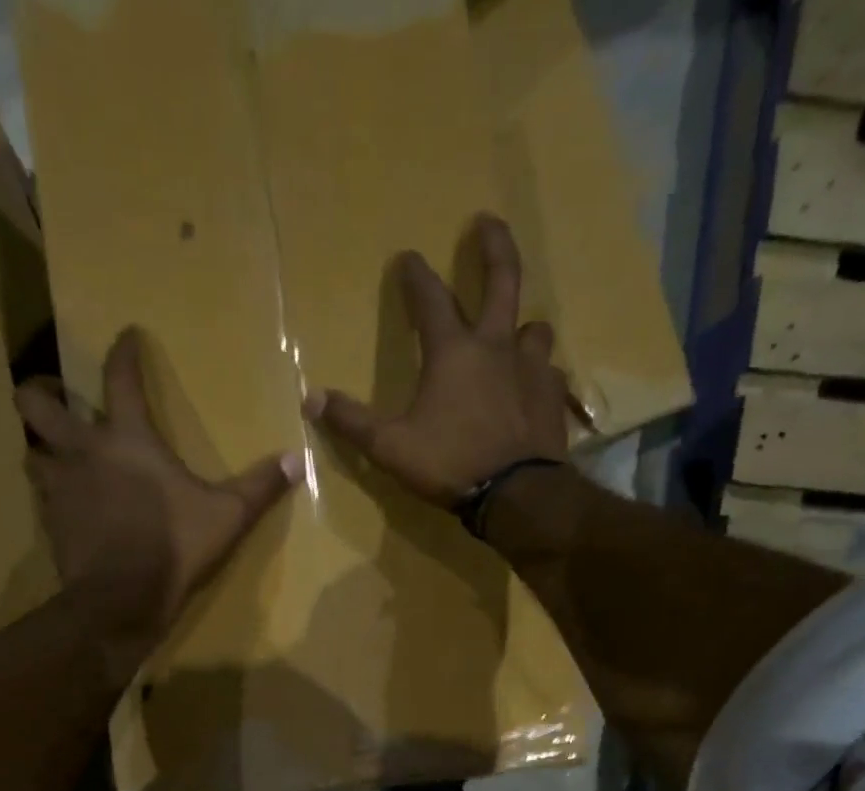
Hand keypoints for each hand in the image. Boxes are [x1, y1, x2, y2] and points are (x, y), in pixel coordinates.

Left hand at [17, 328, 299, 668]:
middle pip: (35, 403)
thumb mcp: (227, 516)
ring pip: (31, 449)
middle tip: (56, 395)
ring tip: (57, 452)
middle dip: (40, 390)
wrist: (122, 599)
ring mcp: (61, 487)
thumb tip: (297, 459)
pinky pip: (41, 495)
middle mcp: (84, 451)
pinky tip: (66, 503)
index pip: (119, 378)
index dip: (122, 351)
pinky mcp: (51, 522)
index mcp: (128, 439)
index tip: (126, 335)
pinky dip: (50, 491)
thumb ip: (260, 486)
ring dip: (41, 445)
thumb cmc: (175, 547)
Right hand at [303, 214, 569, 509]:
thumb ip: (352, 422)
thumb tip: (311, 400)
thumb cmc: (449, 464)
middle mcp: (496, 347)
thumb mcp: (390, 447)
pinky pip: (550, 372)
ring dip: (522, 324)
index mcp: (452, 352)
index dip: (416, 275)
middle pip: (501, 279)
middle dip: (493, 246)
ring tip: (516, 330)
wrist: (516, 494)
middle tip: (487, 222)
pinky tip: (534, 385)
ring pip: (533, 327)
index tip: (407, 257)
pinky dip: (540, 372)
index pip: (430, 299)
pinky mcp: (552, 396)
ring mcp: (531, 368)